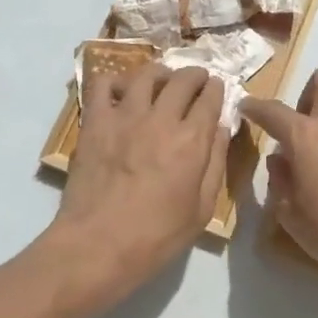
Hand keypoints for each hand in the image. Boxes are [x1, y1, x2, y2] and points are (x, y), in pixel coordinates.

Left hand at [41, 64, 228, 313]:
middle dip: (195, 75)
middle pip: (183, 79)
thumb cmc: (156, 237)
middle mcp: (161, 118)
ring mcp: (125, 115)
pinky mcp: (95, 121)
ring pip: (147, 74)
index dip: (217, 89)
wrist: (97, 245)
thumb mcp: (202, 209)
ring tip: (162, 80)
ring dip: (161, 73)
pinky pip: (103, 84)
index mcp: (192, 140)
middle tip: (196, 80)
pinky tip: (122, 92)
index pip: (211, 97)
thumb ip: (215, 163)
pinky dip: (115, 81)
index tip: (217, 89)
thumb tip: (221, 128)